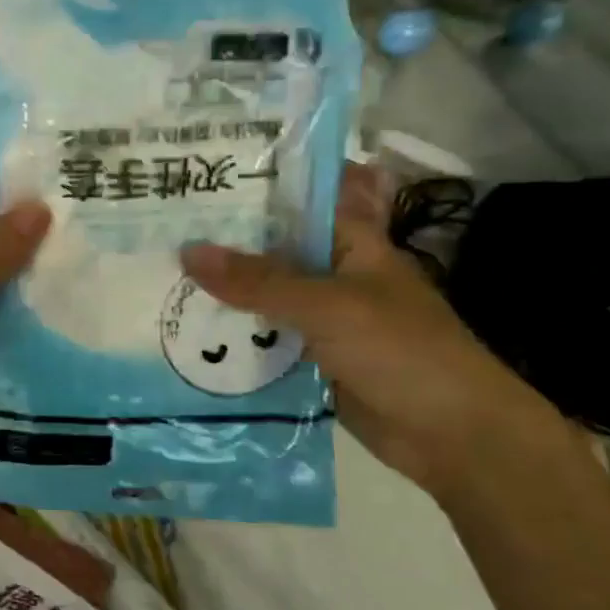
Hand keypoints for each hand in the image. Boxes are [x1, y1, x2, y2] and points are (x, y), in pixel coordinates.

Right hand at [181, 165, 567, 493]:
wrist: (454, 436)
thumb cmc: (402, 351)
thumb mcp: (327, 306)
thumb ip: (259, 281)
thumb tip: (188, 251)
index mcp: (350, 242)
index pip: (300, 197)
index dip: (257, 182)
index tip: (202, 173)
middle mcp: (332, 273)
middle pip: (270, 248)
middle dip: (221, 241)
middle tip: (156, 227)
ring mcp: (320, 318)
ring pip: (261, 296)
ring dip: (220, 292)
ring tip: (155, 276)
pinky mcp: (310, 359)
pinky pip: (262, 339)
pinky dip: (231, 336)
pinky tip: (183, 332)